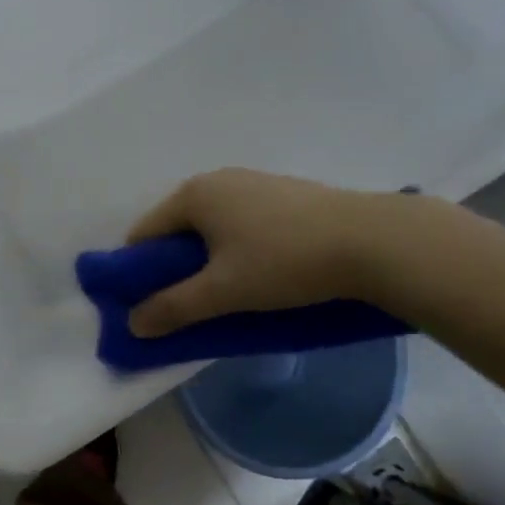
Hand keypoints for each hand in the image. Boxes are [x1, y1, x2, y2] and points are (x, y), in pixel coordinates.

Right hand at [125, 169, 431, 337]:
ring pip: (211, 227)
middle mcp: (217, 180)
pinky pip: (241, 223)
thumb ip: (173, 308)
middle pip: (176, 229)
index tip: (149, 306)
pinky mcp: (284, 194)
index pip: (143, 234)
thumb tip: (132, 324)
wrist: (371, 241)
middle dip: (174, 268)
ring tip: (227, 293)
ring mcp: (253, 183)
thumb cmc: (284, 262)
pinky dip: (236, 248)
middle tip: (189, 305)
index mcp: (193, 195)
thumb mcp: (222, 292)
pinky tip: (261, 272)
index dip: (138, 272)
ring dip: (207, 260)